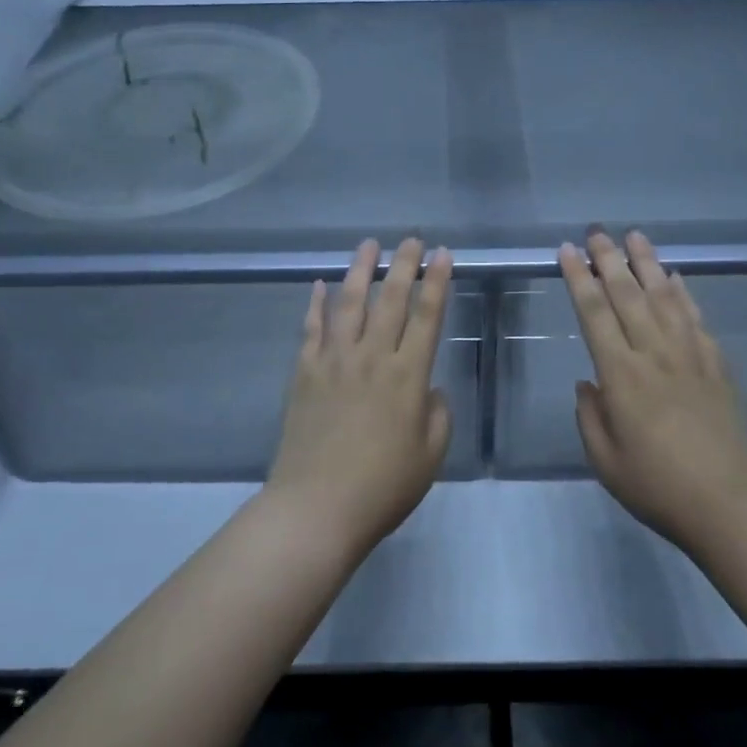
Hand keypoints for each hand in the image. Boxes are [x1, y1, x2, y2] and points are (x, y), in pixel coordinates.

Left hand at [267, 238, 454, 557]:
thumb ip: (437, 414)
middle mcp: (372, 357)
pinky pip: (311, 328)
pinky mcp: (304, 372)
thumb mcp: (430, 455)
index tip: (442, 254)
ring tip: (368, 244)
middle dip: (403, 264)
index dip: (436, 281)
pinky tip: (319, 283)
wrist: (317, 507)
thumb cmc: (383, 487)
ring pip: (349, 303)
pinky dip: (315, 303)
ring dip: (360, 270)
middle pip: (390, 299)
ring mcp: (333, 361)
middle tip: (411, 239)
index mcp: (407, 376)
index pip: (427, 316)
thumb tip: (429, 387)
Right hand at [559, 231, 746, 552]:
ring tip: (635, 236)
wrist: (733, 504)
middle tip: (597, 231)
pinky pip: (696, 319)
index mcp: (621, 375)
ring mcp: (690, 357)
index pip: (594, 314)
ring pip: (665, 298)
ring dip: (648, 264)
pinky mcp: (718, 367)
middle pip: (628, 295)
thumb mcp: (606, 462)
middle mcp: (654, 354)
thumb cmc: (659, 487)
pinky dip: (684, 293)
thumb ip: (590, 417)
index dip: (578, 279)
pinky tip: (676, 278)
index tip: (567, 251)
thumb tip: (588, 383)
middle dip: (609, 259)